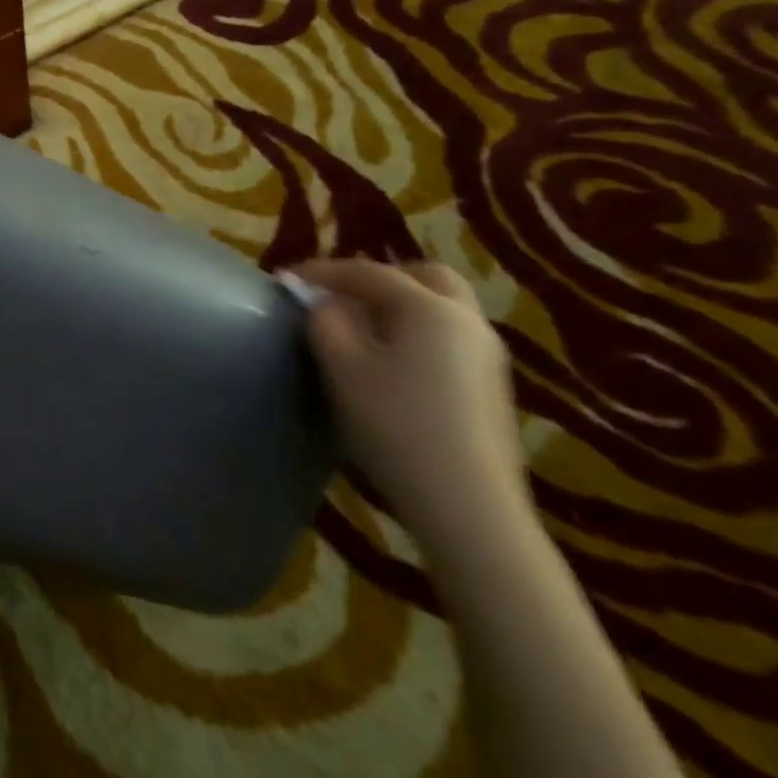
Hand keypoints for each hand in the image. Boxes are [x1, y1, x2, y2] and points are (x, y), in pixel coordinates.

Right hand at [289, 258, 525, 556]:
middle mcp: (465, 319)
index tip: (286, 280)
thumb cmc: (396, 426)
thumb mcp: (342, 369)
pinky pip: (449, 337)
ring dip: (400, 306)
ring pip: (441, 308)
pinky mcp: (491, 386)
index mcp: (428, 307)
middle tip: (341, 296)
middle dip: (379, 278)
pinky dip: (417, 332)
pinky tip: (393, 364)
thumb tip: (323, 304)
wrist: (469, 506)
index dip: (322, 271)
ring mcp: (486, 354)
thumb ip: (325, 323)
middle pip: (423, 277)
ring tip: (361, 329)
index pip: (368, 272)